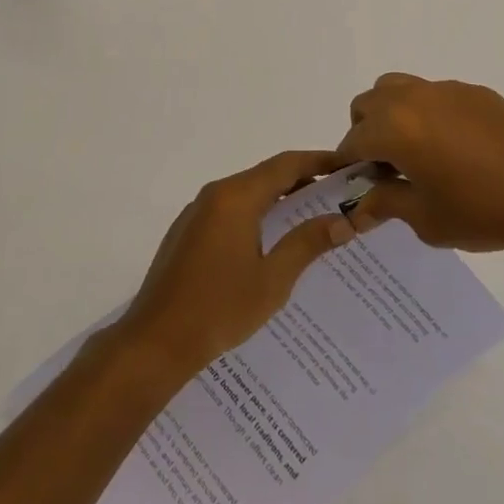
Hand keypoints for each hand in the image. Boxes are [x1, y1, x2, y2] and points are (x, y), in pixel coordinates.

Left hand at [116, 150, 356, 377]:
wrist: (155, 341)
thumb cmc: (219, 309)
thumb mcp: (272, 280)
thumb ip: (306, 243)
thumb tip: (343, 221)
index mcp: (236, 197)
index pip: (286, 165)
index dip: (319, 161)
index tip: (347, 166)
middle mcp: (215, 194)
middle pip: (266, 175)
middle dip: (303, 180)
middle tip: (338, 194)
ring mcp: (197, 212)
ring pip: (247, 193)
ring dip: (279, 199)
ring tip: (313, 215)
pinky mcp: (188, 232)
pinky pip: (230, 210)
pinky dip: (257, 214)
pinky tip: (273, 240)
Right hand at [338, 73, 503, 258]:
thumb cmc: (482, 210)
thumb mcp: (425, 219)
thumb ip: (386, 204)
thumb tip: (360, 206)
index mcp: (394, 128)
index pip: (352, 141)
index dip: (349, 166)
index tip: (357, 187)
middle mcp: (413, 98)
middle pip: (368, 104)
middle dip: (366, 133)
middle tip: (387, 169)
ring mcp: (445, 90)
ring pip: (398, 88)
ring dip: (392, 114)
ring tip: (416, 151)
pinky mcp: (475, 92)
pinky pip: (435, 95)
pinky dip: (428, 113)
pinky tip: (456, 148)